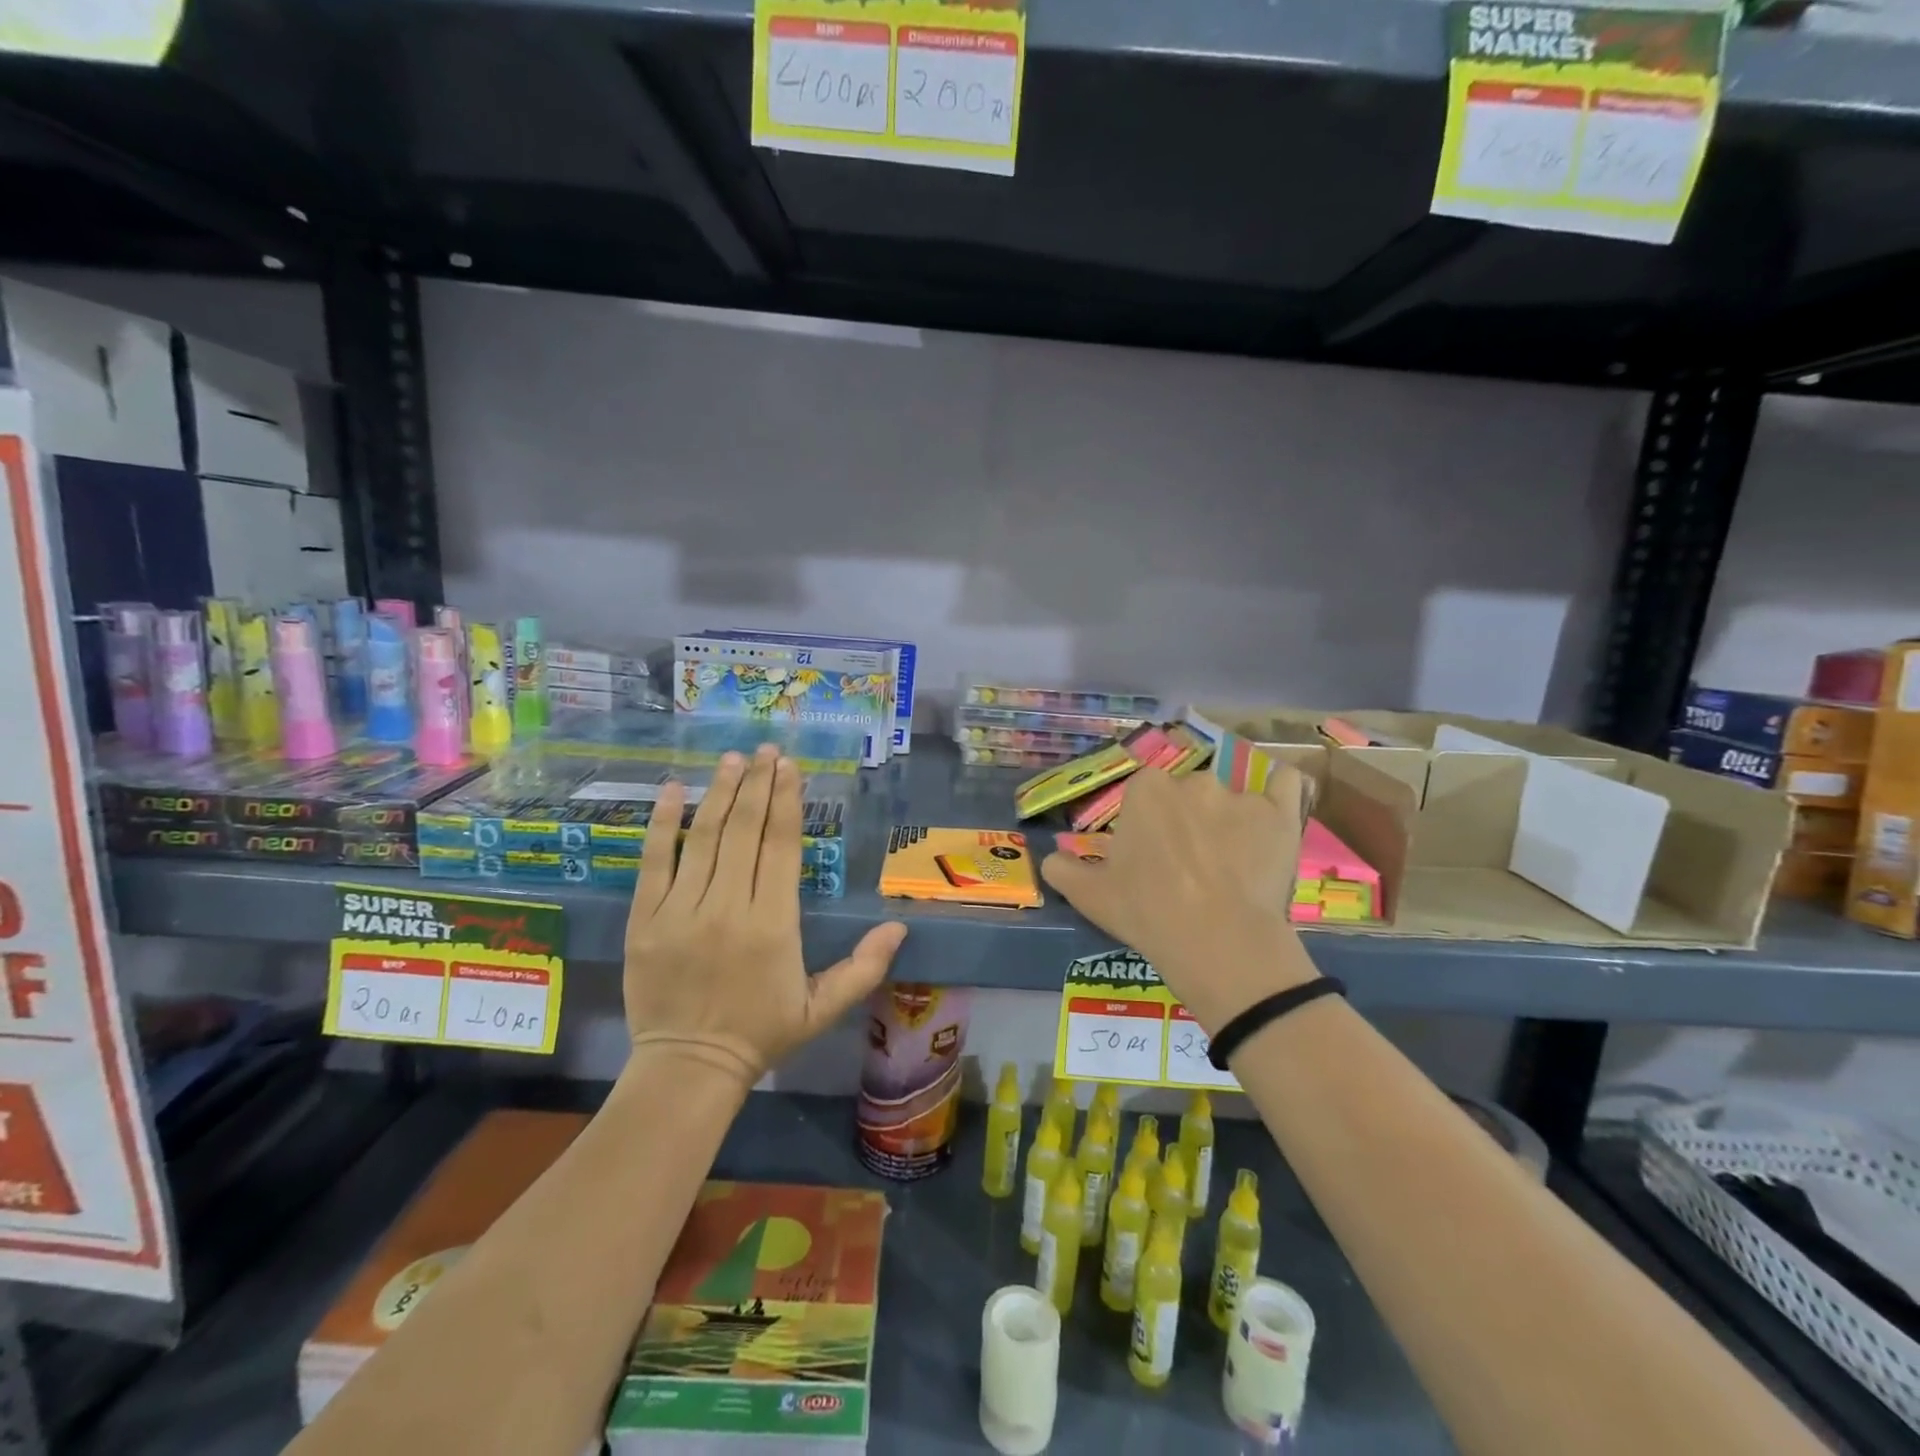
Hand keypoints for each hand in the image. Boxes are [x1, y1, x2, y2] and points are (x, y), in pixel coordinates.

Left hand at [623, 745, 907, 1086]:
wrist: (688, 1067)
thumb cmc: (761, 1033)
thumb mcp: (822, 1008)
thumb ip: (864, 967)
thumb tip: (900, 926)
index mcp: (774, 924)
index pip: (781, 846)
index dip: (787, 802)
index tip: (790, 768)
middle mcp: (729, 906)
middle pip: (745, 831)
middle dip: (759, 785)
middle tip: (766, 749)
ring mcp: (682, 910)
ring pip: (704, 837)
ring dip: (721, 793)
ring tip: (734, 759)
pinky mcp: (646, 918)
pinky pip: (654, 861)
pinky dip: (663, 823)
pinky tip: (675, 789)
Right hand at [1040, 761, 1318, 1032]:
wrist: (1217, 940)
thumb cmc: (1146, 911)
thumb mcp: (1090, 896)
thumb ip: (1063, 870)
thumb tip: (1050, 860)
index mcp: (1145, 791)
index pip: (1143, 794)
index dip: (1145, 824)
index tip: (1148, 855)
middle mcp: (1191, 781)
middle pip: (1185, 793)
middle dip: (1184, 819)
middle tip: (1186, 863)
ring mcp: (1240, 795)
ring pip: (1229, 796)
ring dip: (1226, 818)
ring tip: (1231, 861)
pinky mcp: (1281, 814)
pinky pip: (1285, 786)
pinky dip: (1279, 793)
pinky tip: (1273, 812)